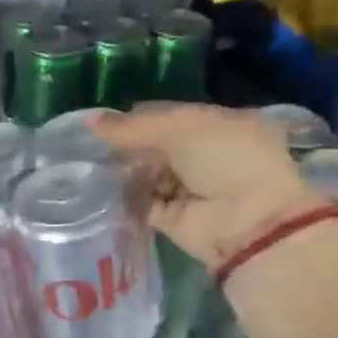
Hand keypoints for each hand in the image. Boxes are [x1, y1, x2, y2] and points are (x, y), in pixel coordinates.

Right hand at [94, 104, 322, 266]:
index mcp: (220, 125)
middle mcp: (206, 156)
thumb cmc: (225, 159)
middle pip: (158, 146)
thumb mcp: (183, 129)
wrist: (247, 222)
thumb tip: (91, 120)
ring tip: (97, 166)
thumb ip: (135, 126)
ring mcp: (190, 189)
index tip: (107, 121)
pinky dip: (127, 198)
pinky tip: (104, 190)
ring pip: (149, 174)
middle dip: (131, 145)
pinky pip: (144, 204)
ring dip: (127, 171)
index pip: (172, 115)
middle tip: (97, 145)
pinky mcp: (174, 219)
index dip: (141, 116)